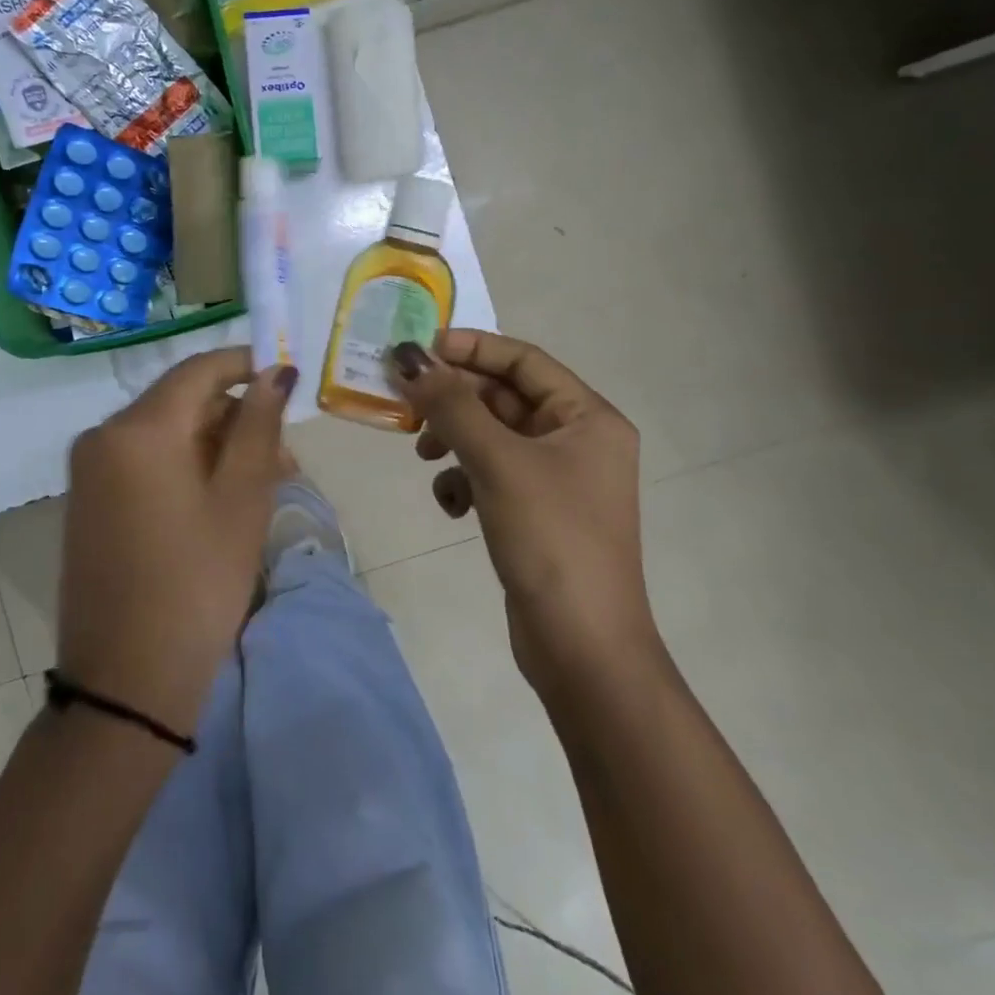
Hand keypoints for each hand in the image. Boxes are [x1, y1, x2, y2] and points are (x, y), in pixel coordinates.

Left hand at [57, 350, 296, 735]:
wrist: (126, 683)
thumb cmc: (197, 584)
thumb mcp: (241, 500)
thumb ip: (258, 425)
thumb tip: (275, 371)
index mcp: (138, 428)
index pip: (199, 370)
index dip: (246, 365)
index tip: (287, 380)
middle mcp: (103, 436)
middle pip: (181, 402)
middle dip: (236, 418)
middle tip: (286, 459)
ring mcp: (90, 470)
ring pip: (166, 434)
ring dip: (215, 447)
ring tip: (265, 486)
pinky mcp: (89, 501)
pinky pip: (144, 462)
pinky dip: (185, 468)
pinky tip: (220, 501)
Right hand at [391, 331, 654, 691]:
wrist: (581, 646)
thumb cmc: (550, 538)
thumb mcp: (497, 462)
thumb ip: (450, 405)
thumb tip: (408, 357)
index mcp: (587, 417)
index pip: (523, 359)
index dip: (471, 348)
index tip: (419, 349)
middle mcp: (577, 440)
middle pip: (504, 398)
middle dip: (455, 401)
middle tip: (406, 403)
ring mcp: (556, 478)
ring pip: (491, 437)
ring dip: (454, 440)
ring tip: (425, 457)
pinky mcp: (535, 511)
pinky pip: (491, 474)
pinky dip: (464, 479)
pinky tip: (451, 505)